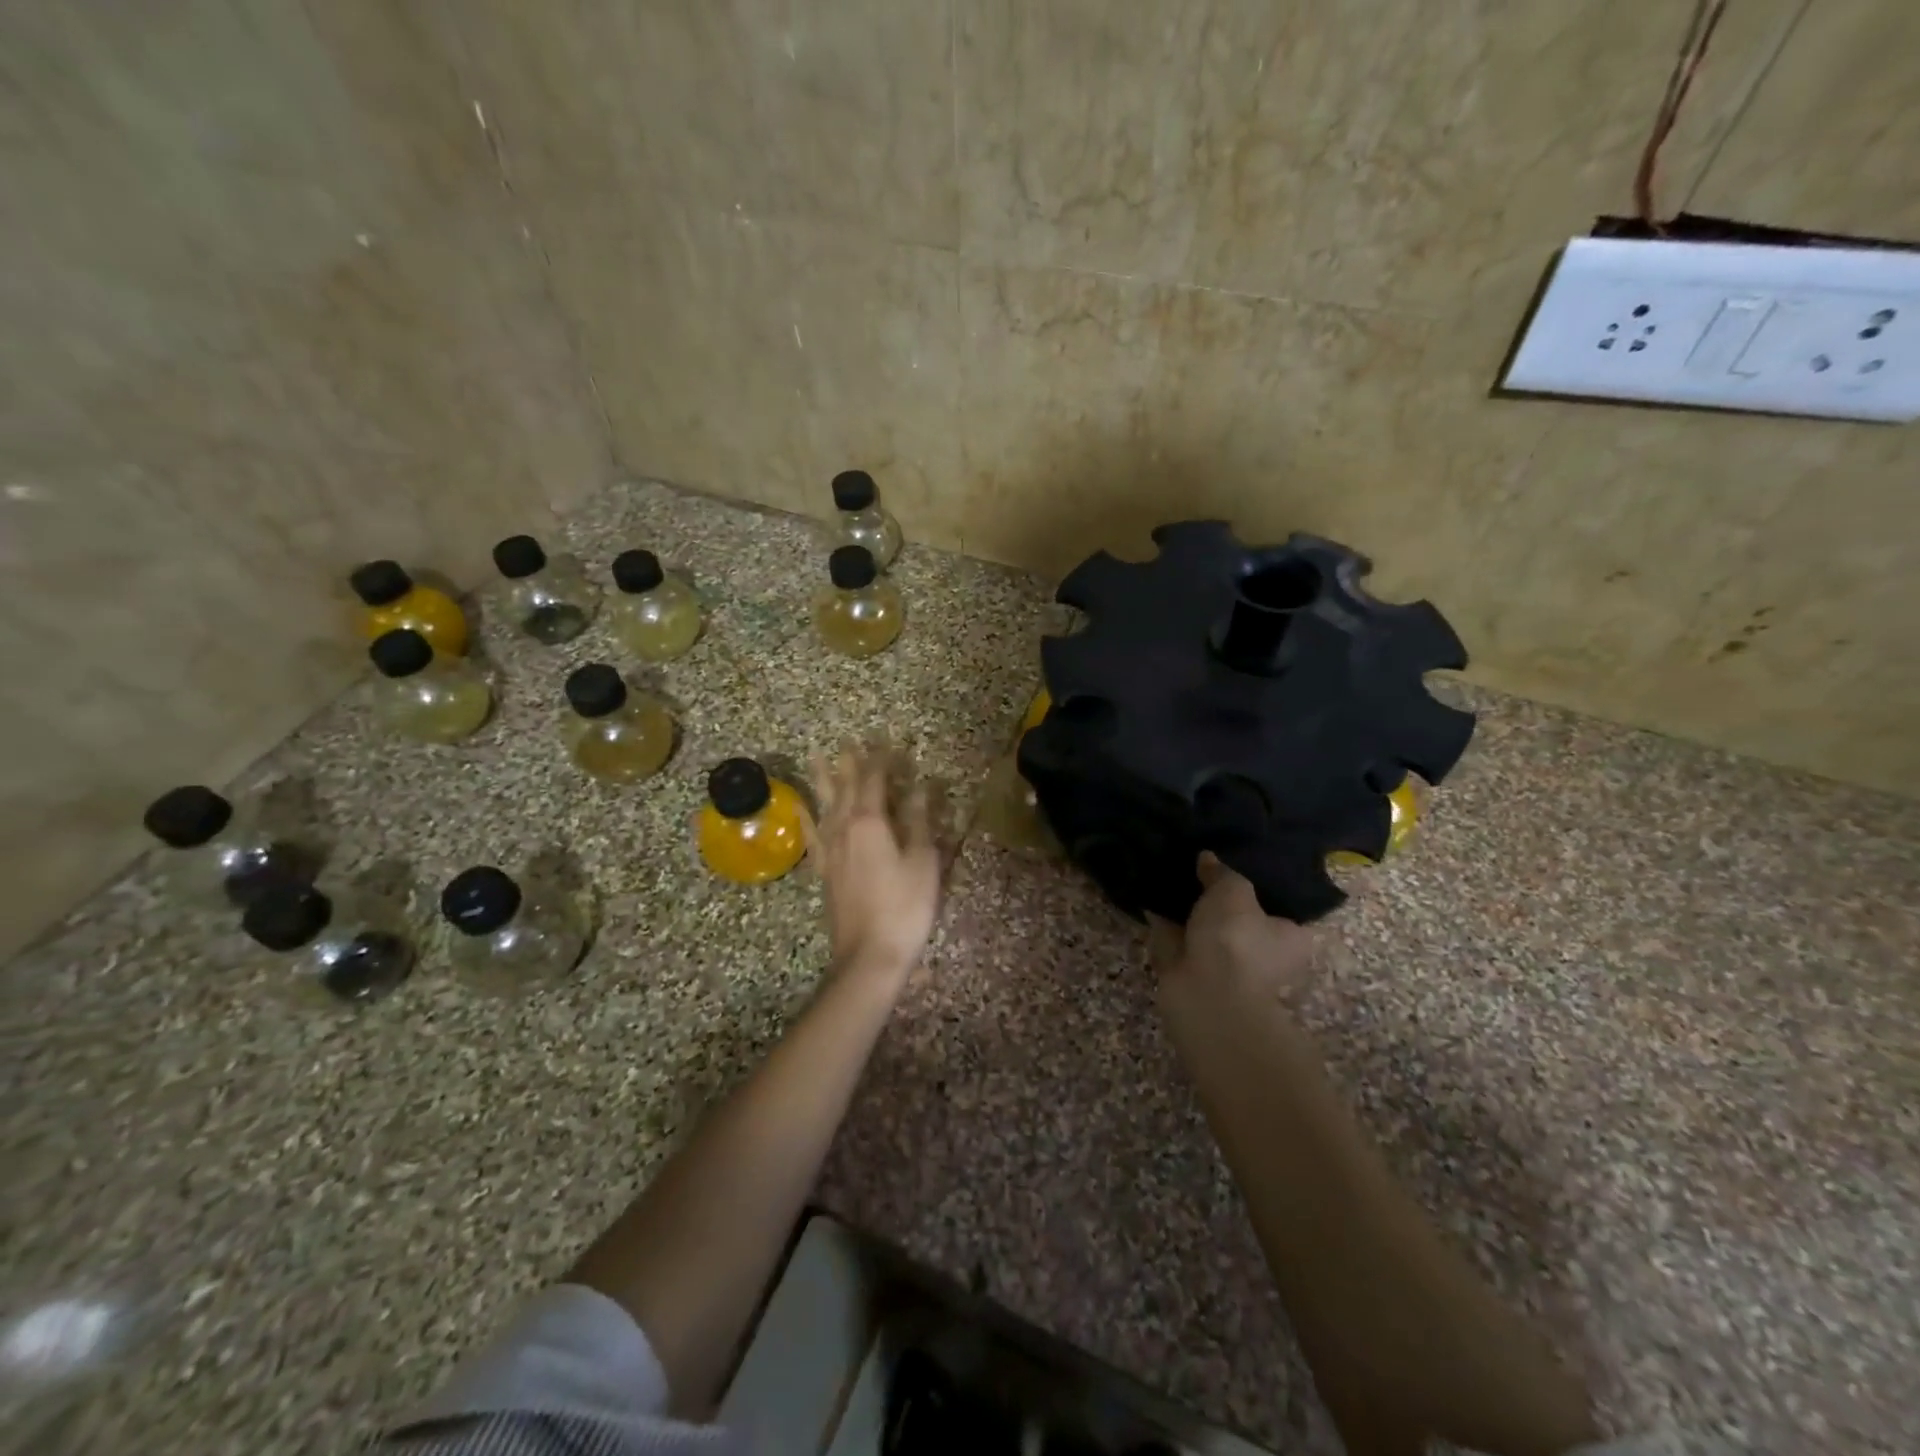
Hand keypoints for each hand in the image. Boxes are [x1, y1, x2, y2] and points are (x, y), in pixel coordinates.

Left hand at [806, 744, 942, 983]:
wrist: (869, 955)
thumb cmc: (905, 907)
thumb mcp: (923, 862)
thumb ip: (918, 822)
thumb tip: (920, 788)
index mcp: (871, 822)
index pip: (875, 780)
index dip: (882, 759)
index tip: (888, 740)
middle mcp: (844, 828)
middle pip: (846, 786)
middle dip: (851, 761)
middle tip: (850, 739)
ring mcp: (830, 849)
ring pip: (824, 803)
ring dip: (823, 778)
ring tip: (817, 755)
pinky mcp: (824, 869)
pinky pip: (811, 833)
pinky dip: (806, 816)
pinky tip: (801, 807)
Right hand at [1148, 852, 1315, 1002]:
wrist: (1204, 992)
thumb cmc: (1235, 939)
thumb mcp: (1233, 891)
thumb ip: (1221, 872)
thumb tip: (1208, 858)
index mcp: (1291, 938)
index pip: (1281, 906)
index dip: (1260, 884)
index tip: (1238, 861)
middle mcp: (1263, 954)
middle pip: (1240, 916)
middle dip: (1218, 896)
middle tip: (1200, 862)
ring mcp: (1225, 965)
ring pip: (1206, 927)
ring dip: (1189, 907)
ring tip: (1172, 869)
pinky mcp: (1191, 970)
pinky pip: (1178, 936)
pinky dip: (1165, 919)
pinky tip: (1151, 891)